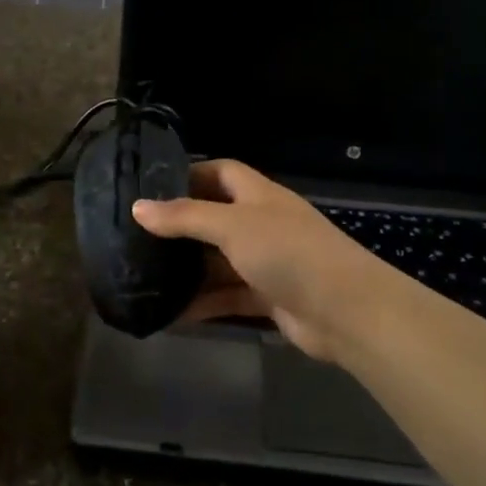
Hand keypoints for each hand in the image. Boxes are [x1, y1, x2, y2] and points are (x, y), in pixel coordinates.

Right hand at [132, 160, 403, 363]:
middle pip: (215, 217)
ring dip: (189, 270)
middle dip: (181, 227)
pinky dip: (204, 303)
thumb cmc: (288, 252)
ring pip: (219, 261)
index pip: (220, 172)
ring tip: (146, 276)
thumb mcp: (232, 226)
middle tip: (138, 238)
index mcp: (258, 195)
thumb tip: (138, 207)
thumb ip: (185, 217)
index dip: (189, 174)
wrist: (347, 311)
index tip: (152, 188)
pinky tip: (172, 313)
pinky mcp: (268, 297)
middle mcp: (262, 223)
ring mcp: (267, 262)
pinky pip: (228, 296)